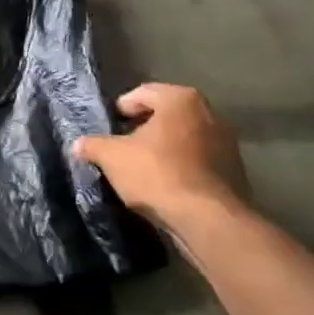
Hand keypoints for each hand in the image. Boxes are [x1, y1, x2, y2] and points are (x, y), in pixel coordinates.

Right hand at [74, 84, 249, 232]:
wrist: (208, 221)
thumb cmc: (157, 174)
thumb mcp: (112, 157)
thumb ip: (93, 145)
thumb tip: (78, 144)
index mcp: (181, 99)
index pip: (143, 93)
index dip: (123, 108)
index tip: (111, 126)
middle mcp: (210, 114)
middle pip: (167, 115)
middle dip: (145, 128)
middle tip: (124, 145)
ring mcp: (227, 143)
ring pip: (184, 139)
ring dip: (165, 149)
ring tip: (143, 168)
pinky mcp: (235, 172)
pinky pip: (199, 162)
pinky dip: (182, 167)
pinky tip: (166, 185)